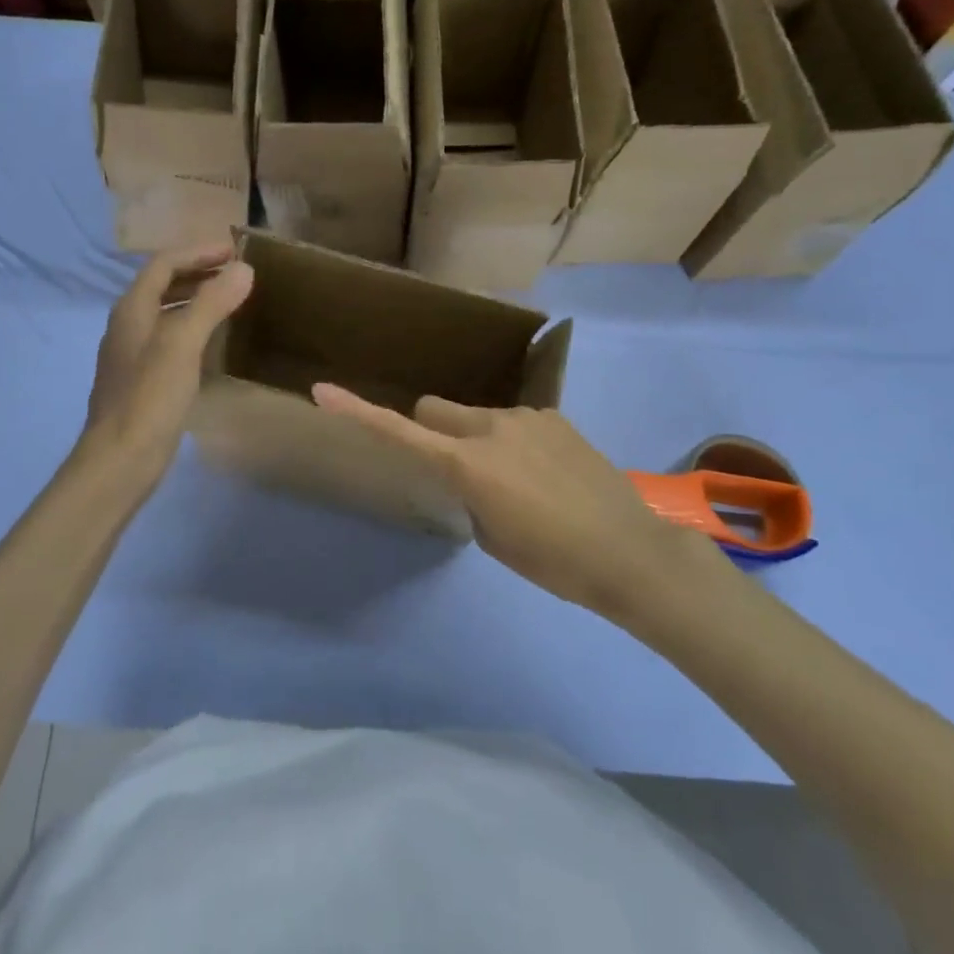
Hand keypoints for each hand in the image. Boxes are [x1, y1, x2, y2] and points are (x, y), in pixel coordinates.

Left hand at [82, 244, 253, 486]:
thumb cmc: (150, 396)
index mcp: (132, 309)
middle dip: (199, 273)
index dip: (198, 252)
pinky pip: (170, 339)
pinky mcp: (143, 380)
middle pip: (163, 285)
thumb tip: (243, 269)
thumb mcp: (183, 343)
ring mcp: (133, 354)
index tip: (235, 250)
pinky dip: (193, 328)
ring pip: (167, 312)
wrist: (120, 459)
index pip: (164, 263)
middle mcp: (129, 325)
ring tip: (231, 300)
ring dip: (196, 299)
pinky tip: (215, 342)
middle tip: (237, 273)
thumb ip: (212, 302)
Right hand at [311, 388, 733, 625]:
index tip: (322, 391)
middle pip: (435, 410)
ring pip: (477, 417)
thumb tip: (469, 478)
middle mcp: (491, 427)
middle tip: (457, 472)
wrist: (631, 552)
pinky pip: (515, 423)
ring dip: (479, 440)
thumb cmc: (554, 562)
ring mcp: (526, 418)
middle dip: (432, 431)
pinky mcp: (555, 417)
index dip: (358, 412)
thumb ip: (468, 495)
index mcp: (468, 464)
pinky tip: (548, 476)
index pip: (400, 432)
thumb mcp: (493, 538)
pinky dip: (515, 443)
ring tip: (520, 483)